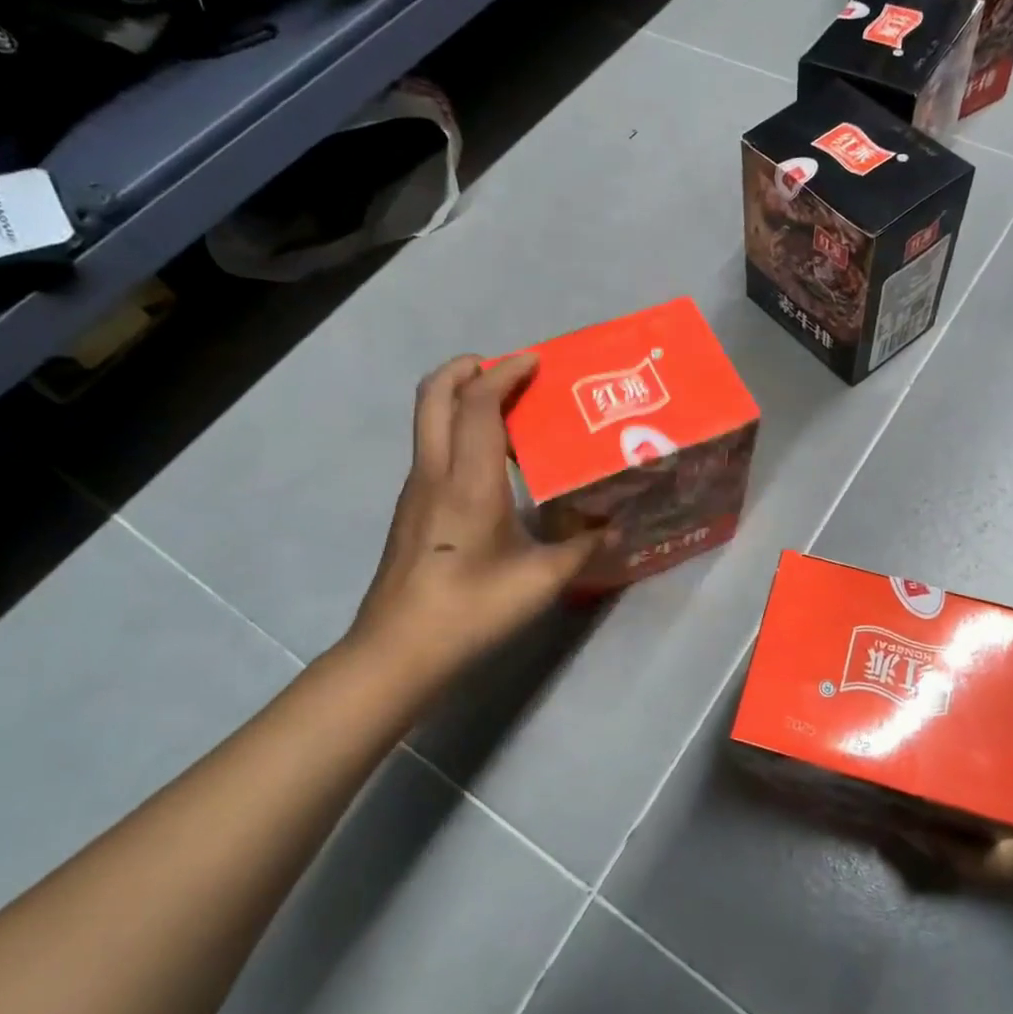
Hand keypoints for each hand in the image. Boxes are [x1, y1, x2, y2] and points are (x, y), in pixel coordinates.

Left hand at [341, 353, 604, 682]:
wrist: (398, 652)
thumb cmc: (472, 610)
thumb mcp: (541, 580)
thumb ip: (583, 547)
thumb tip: (614, 528)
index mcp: (468, 481)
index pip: (477, 403)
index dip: (504, 372)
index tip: (536, 361)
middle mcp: (435, 473)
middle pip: (433, 394)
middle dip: (467, 368)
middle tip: (508, 370)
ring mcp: (415, 490)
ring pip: (428, 421)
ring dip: (463, 401)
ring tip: (511, 416)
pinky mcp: (410, 510)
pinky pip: (433, 449)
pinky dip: (459, 433)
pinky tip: (493, 468)